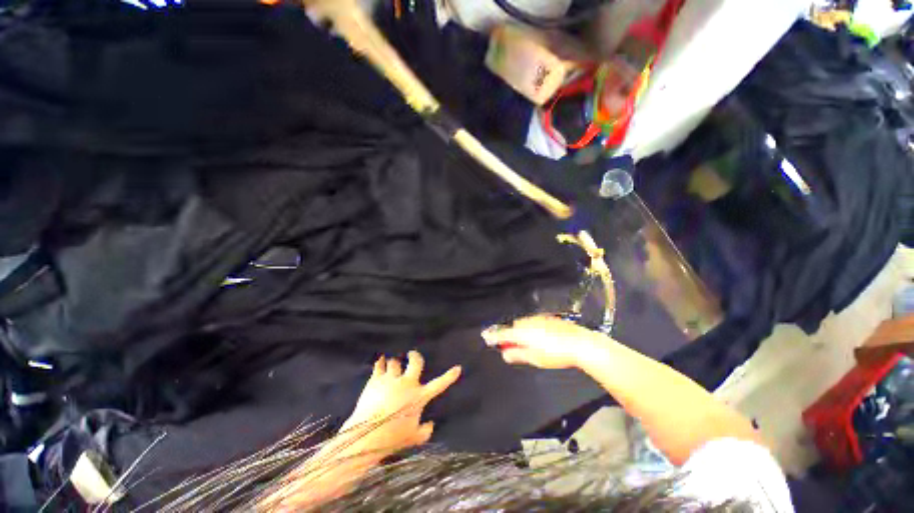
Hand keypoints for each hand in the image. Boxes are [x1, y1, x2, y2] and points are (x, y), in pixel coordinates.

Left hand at [340, 351, 460, 458]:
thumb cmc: (392, 438)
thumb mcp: (412, 438)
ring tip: (393, 365)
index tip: (458, 368)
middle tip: (412, 354)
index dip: (449, 376)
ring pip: (395, 362)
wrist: (366, 435)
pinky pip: (380, 365)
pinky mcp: (376, 379)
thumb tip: (431, 424)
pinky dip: (381, 363)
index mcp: (418, 397)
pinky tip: (381, 362)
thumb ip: (425, 431)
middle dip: (415, 356)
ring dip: (395, 364)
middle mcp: (407, 383)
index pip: (439, 385)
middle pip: (415, 361)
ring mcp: (391, 379)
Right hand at [481, 315, 609, 368]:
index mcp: (521, 333)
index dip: (493, 336)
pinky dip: (531, 329)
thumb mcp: (535, 358)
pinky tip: (540, 338)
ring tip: (529, 345)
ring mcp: (537, 319)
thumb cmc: (556, 354)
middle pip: (513, 328)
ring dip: (521, 333)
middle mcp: (527, 322)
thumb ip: (517, 355)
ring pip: (523, 325)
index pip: (502, 334)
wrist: (579, 343)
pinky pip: (532, 323)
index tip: (485, 336)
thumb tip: (505, 354)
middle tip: (512, 347)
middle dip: (511, 336)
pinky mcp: (546, 318)